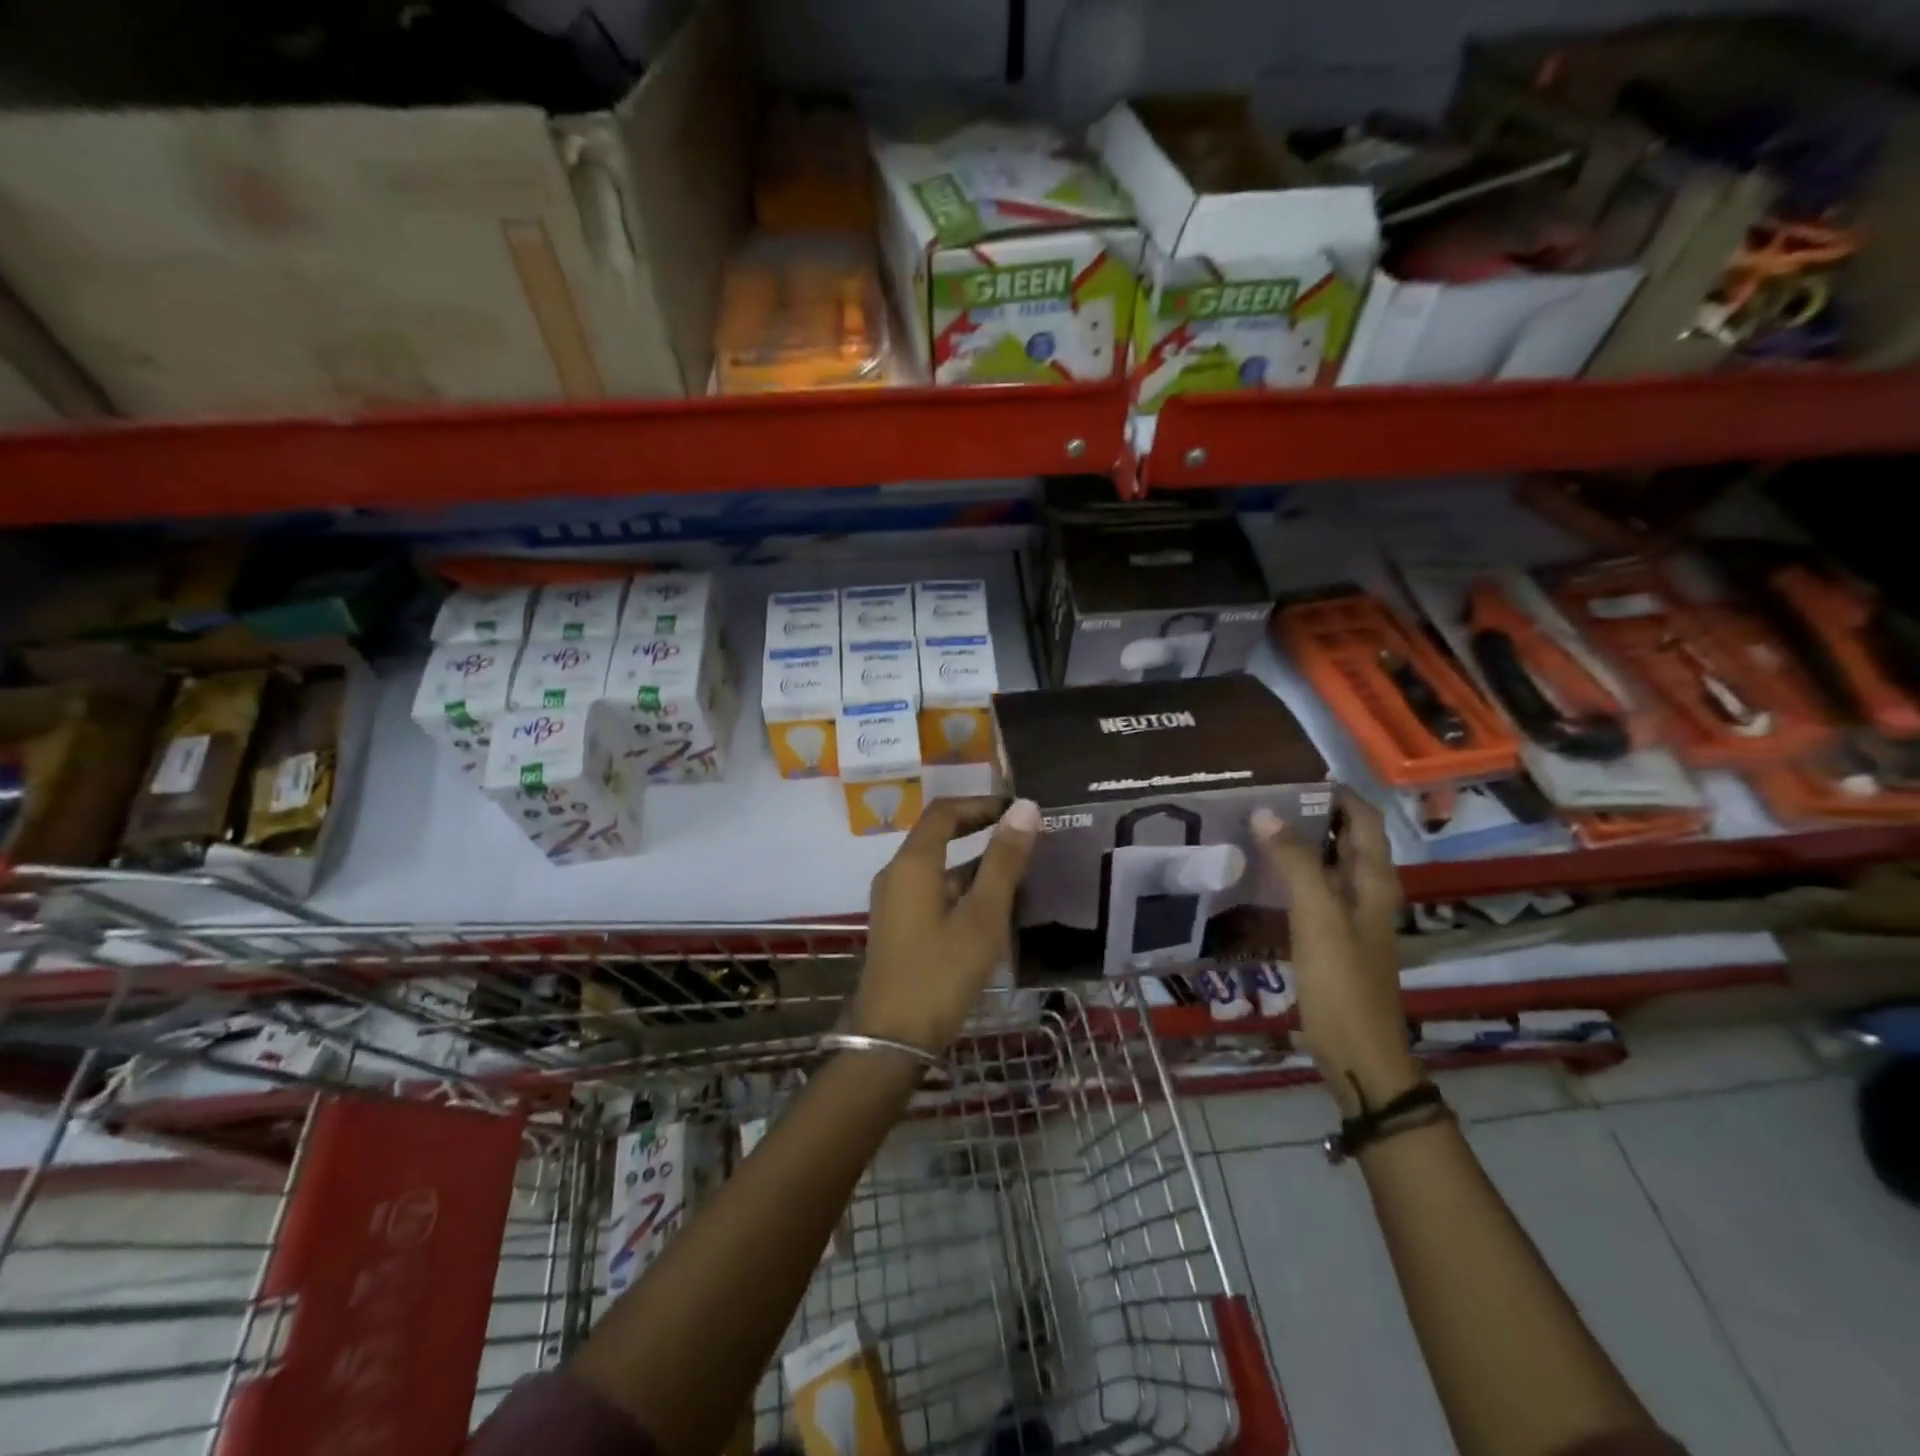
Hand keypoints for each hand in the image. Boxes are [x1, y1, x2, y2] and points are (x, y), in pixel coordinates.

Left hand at [853, 797, 1039, 1056]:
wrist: (893, 1038)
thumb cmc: (941, 972)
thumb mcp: (982, 916)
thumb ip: (1004, 861)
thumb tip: (1025, 808)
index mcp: (913, 863)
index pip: (945, 811)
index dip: (982, 803)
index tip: (1019, 810)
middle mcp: (897, 874)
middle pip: (939, 835)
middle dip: (980, 830)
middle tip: (1024, 836)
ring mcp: (895, 901)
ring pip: (938, 867)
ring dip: (974, 863)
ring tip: (1019, 871)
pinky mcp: (899, 926)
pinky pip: (932, 891)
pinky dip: (962, 888)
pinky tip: (992, 909)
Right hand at [1252, 789, 1419, 1114]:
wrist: (1356, 1049)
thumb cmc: (1341, 978)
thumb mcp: (1317, 914)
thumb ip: (1295, 861)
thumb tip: (1265, 812)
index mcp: (1374, 878)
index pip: (1363, 817)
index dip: (1334, 792)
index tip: (1290, 776)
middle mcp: (1366, 889)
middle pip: (1344, 836)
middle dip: (1309, 813)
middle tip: (1261, 797)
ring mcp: (1348, 914)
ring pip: (1325, 863)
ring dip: (1296, 842)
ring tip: (1252, 826)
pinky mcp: (1330, 935)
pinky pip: (1310, 890)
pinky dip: (1288, 873)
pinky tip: (1257, 872)